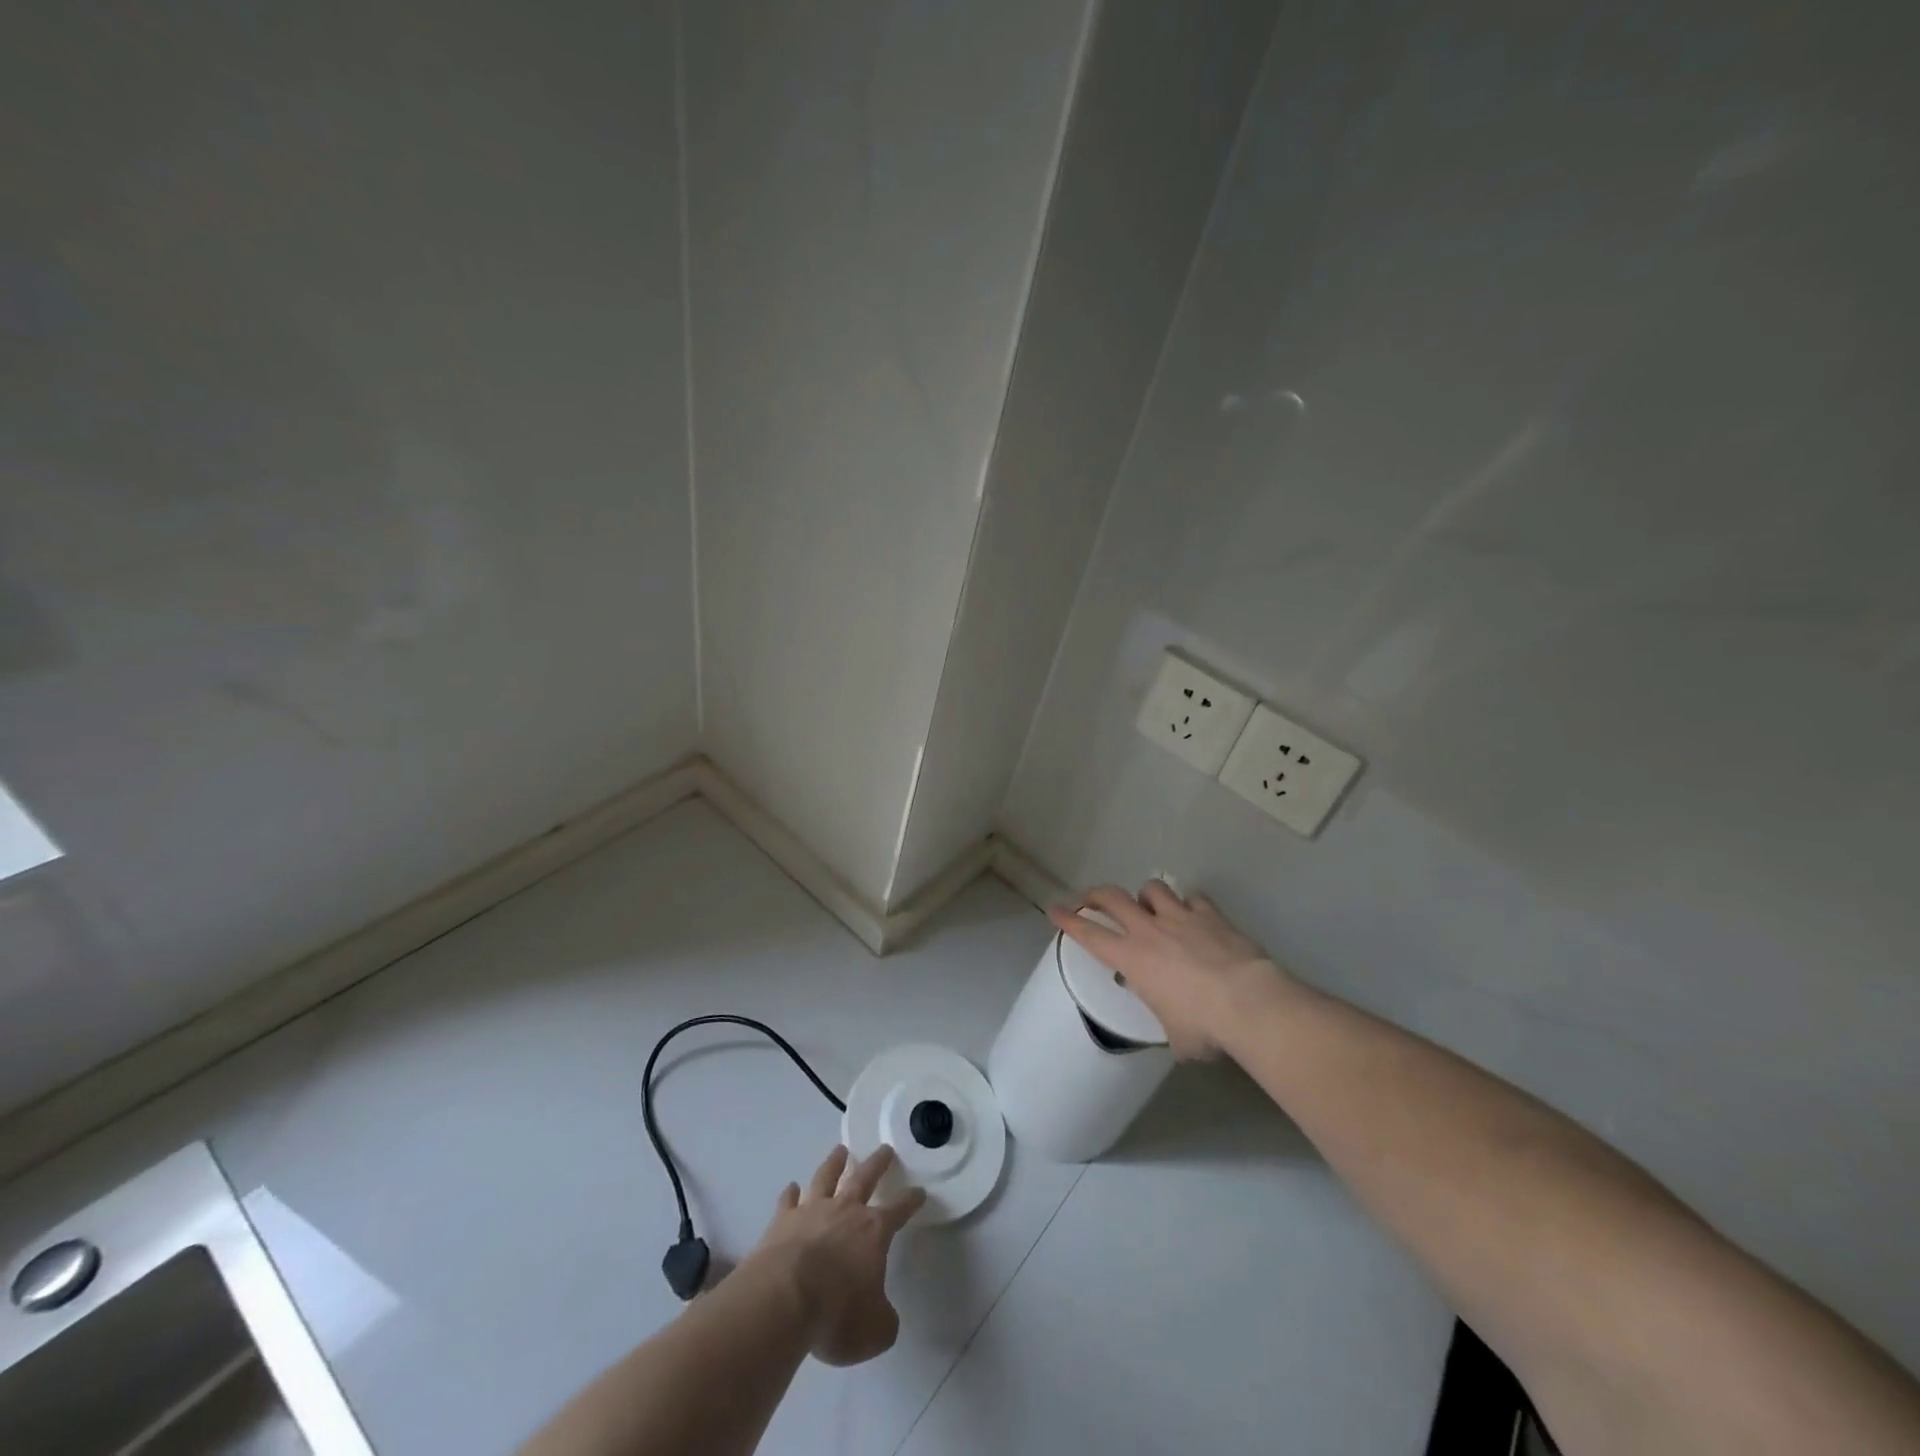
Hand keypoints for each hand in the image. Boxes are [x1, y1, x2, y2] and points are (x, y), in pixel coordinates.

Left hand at [747, 1145, 926, 1367]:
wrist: (783, 1301)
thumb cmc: (836, 1314)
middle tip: (885, 1149)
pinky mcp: (782, 1221)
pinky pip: (788, 1201)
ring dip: (835, 1163)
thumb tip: (883, 1315)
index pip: (899, 1210)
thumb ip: (884, 1320)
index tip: (919, 1191)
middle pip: (865, 1178)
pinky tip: (792, 1187)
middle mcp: (845, 1211)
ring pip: (826, 1178)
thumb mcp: (874, 1331)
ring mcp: (812, 1212)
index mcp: (873, 1232)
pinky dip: (791, 1193)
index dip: (911, 1200)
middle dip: (878, 1163)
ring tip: (840, 1150)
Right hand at [1048, 881, 1290, 1059]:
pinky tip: (1196, 916)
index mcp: (1132, 959)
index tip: (1055, 909)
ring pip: (1152, 888)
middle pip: (1113, 897)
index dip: (1068, 920)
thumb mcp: (1176, 1036)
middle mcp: (1150, 930)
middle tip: (1092, 898)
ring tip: (1151, 906)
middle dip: (1097, 894)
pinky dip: (1191, 905)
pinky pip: (1195, 899)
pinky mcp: (1212, 915)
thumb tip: (1181, 1039)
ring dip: (1146, 895)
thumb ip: (1171, 1027)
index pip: (1089, 934)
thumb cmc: (1203, 1026)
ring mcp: (1181, 918)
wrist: (1248, 1002)